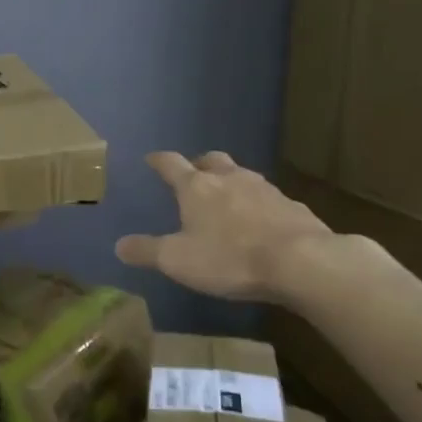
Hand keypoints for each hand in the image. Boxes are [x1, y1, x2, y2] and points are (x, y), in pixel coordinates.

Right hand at [114, 151, 333, 302]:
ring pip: (242, 176)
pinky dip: (258, 205)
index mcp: (197, 187)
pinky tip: (259, 223)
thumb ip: (146, 251)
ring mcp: (265, 190)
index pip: (171, 164)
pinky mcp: (293, 207)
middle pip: (212, 161)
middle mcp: (230, 179)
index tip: (151, 159)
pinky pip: (268, 199)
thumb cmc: (229, 258)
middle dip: (199, 165)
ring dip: (231, 183)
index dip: (159, 160)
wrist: (302, 263)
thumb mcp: (177, 260)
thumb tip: (119, 245)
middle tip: (193, 175)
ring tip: (226, 200)